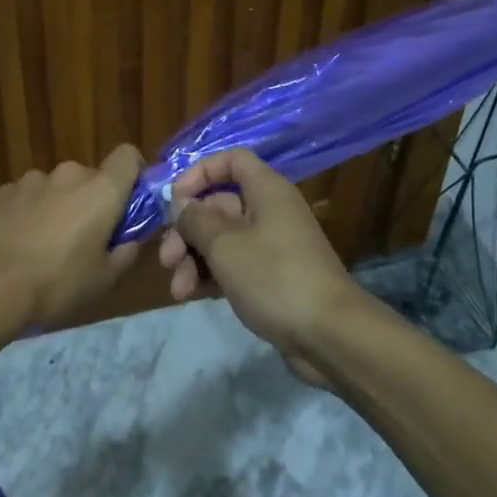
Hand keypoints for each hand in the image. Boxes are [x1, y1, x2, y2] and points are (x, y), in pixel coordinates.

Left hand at [0, 145, 144, 327]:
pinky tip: (14, 246)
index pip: (128, 156)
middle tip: (82, 240)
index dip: (133, 173)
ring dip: (55, 208)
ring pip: (54, 189)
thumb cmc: (56, 284)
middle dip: (89, 202)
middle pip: (89, 179)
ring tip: (41, 247)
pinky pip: (24, 198)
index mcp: (100, 191)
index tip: (128, 201)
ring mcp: (30, 180)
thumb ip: (124, 253)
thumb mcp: (103, 280)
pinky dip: (26, 215)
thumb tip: (128, 240)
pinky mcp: (0, 192)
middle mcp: (67, 174)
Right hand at [157, 148, 361, 382]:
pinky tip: (191, 295)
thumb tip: (181, 205)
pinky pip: (233, 265)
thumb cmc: (275, 277)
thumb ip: (196, 220)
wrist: (330, 336)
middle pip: (218, 205)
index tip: (175, 199)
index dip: (200, 173)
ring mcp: (272, 246)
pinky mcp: (272, 278)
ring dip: (194, 258)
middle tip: (166, 259)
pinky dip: (211, 275)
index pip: (231, 161)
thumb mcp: (225, 246)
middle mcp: (269, 211)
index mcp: (266, 190)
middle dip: (187, 230)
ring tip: (178, 289)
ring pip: (222, 239)